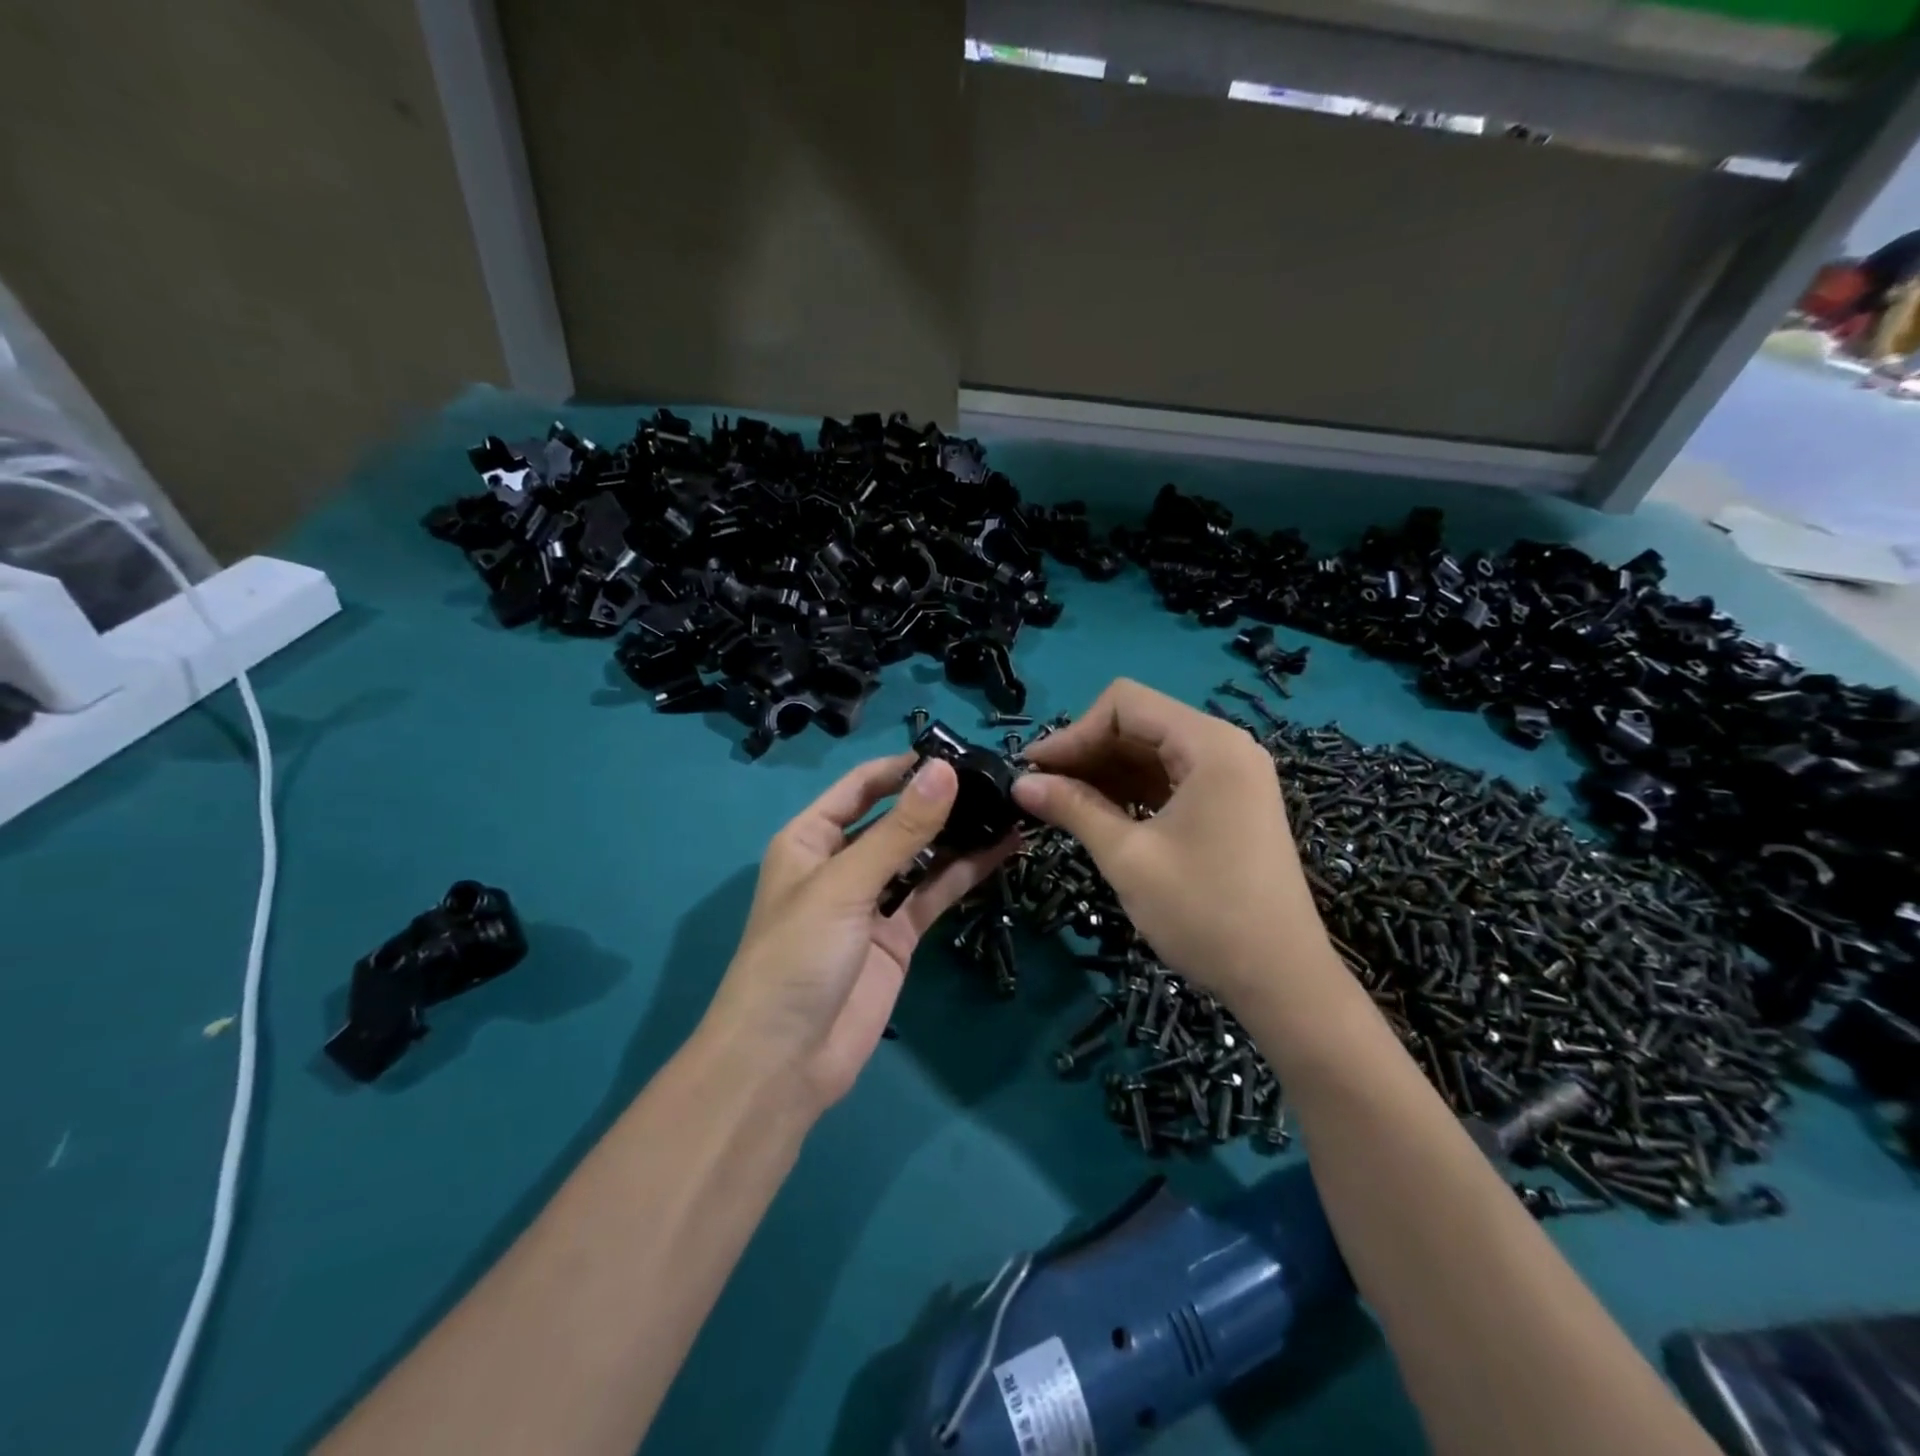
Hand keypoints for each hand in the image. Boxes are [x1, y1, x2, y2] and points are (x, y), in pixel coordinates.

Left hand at [704, 754, 1015, 1111]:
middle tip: (996, 779)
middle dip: (938, 800)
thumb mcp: (846, 885)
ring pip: (921, 857)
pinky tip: (1002, 851)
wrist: (784, 1063)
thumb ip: (900, 831)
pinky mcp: (897, 937)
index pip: (862, 786)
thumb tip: (945, 771)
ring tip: (1008, 808)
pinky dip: (964, 874)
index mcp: (810, 838)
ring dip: (958, 835)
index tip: (959, 753)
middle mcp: (841, 863)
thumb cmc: (797, 956)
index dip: (905, 767)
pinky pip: (933, 895)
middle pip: (895, 819)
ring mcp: (872, 902)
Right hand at [1011, 679, 1328, 1006]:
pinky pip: (1171, 779)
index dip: (1073, 732)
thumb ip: (1073, 808)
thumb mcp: (1128, 857)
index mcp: (1209, 745)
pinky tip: (1099, 814)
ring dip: (1105, 772)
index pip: (1125, 704)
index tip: (1034, 770)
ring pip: (1153, 752)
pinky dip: (1131, 790)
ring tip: (1060, 803)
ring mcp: (1232, 776)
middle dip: (1086, 751)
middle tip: (1040, 789)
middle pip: (1140, 724)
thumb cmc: (1204, 913)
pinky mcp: (1231, 805)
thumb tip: (1020, 783)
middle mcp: (1225, 747)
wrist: (1283, 982)